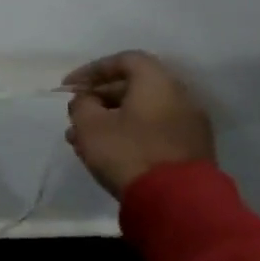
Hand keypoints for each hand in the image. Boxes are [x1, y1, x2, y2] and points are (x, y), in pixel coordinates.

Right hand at [63, 51, 215, 199]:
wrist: (176, 199)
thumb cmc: (127, 152)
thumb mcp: (89, 125)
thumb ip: (81, 104)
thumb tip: (87, 99)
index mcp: (158, 84)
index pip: (125, 60)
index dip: (93, 69)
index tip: (69, 87)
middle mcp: (180, 97)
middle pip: (134, 85)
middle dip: (99, 97)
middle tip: (75, 113)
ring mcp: (189, 124)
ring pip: (141, 110)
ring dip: (110, 118)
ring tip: (82, 138)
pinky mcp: (190, 148)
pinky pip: (153, 129)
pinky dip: (128, 132)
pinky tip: (106, 151)